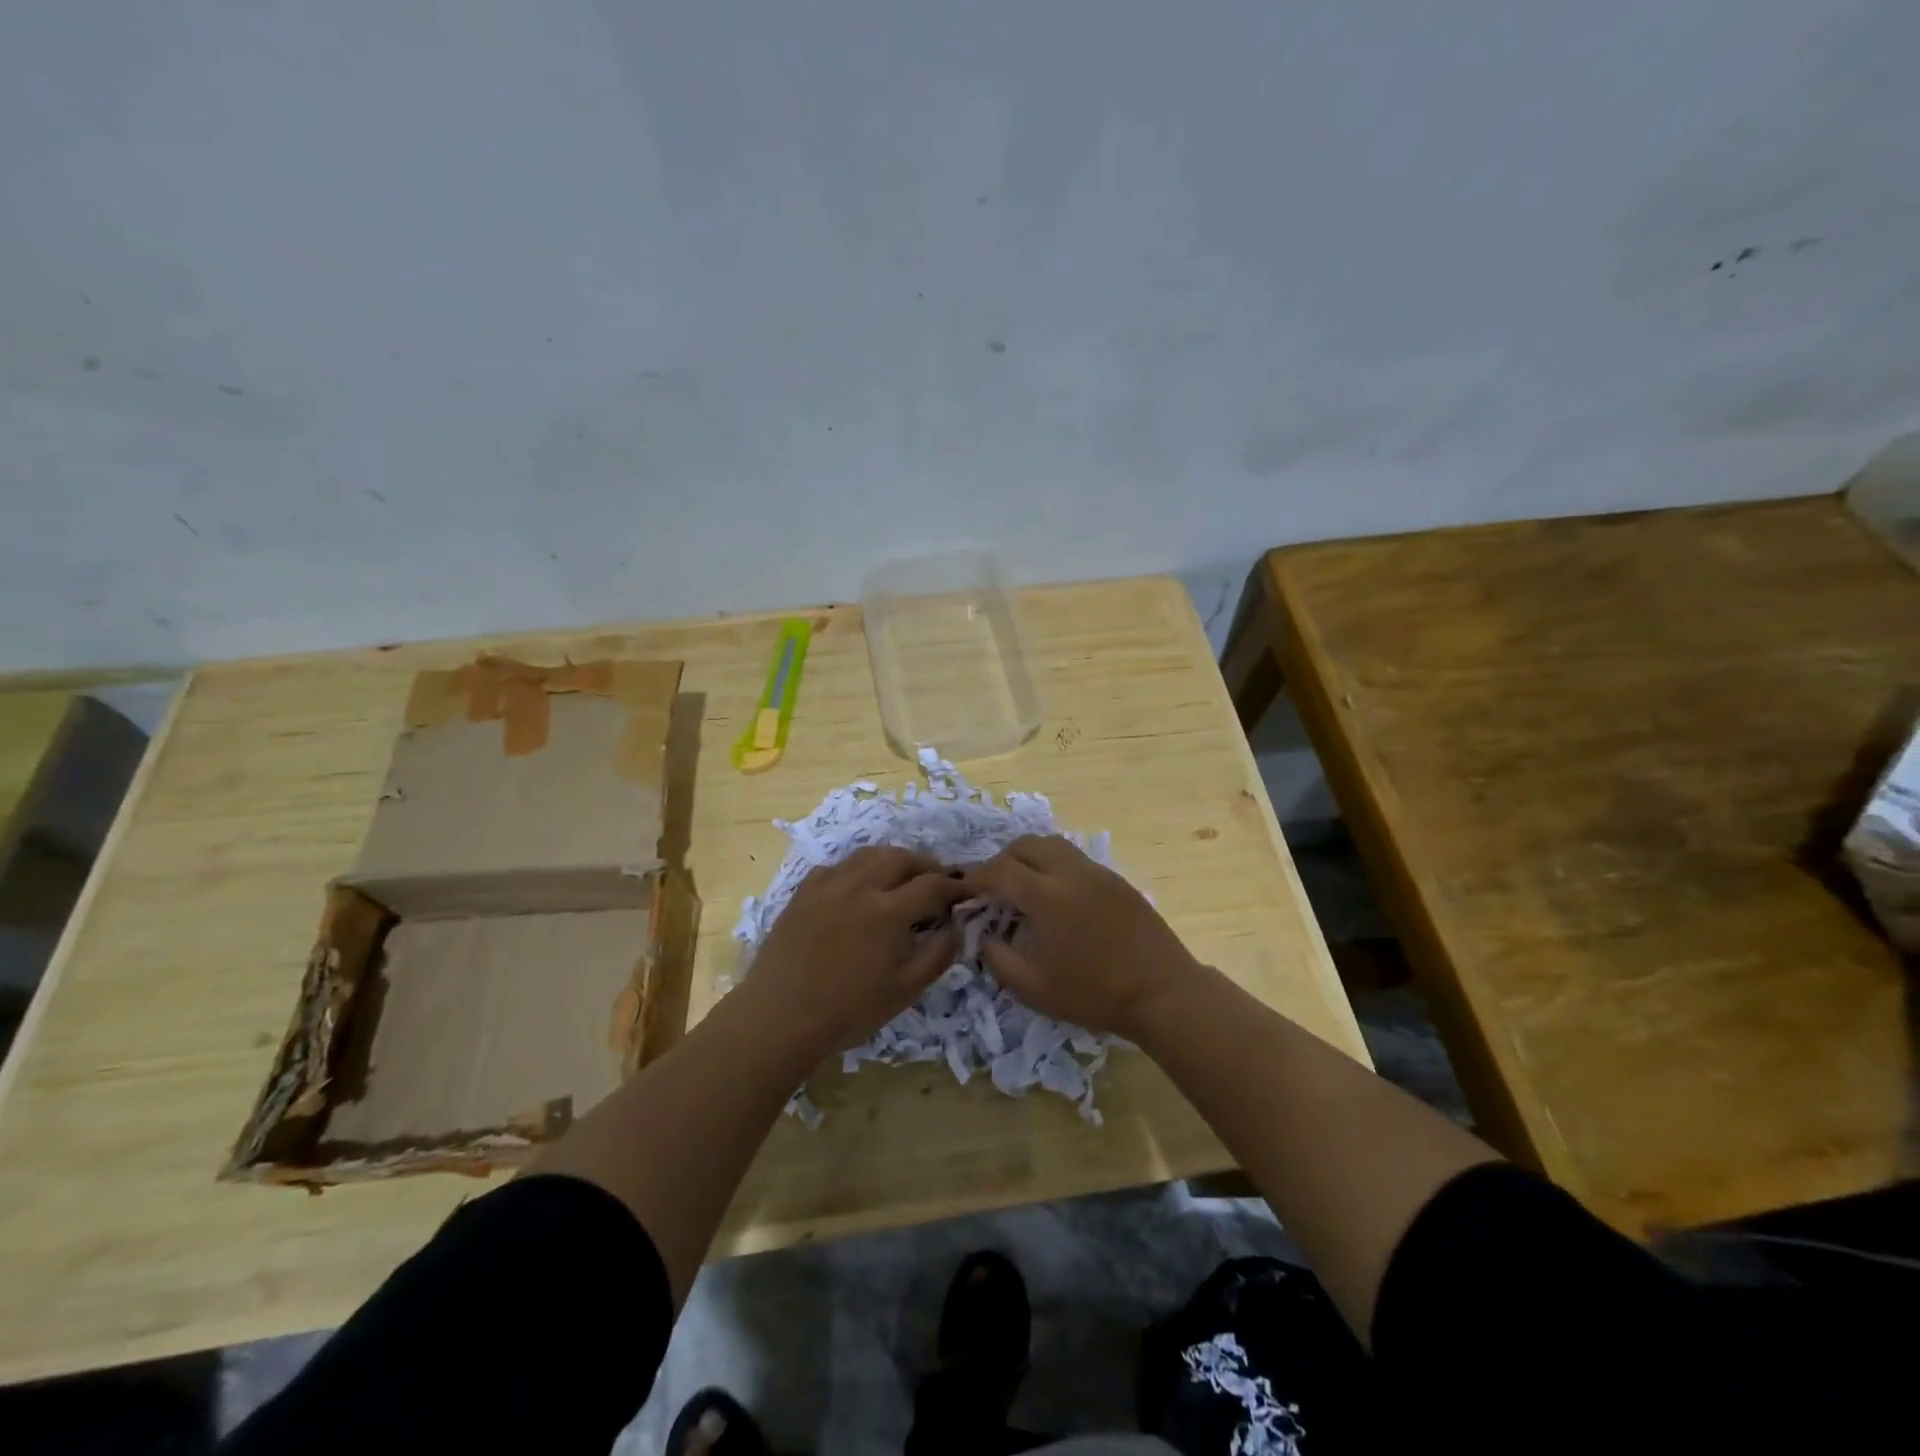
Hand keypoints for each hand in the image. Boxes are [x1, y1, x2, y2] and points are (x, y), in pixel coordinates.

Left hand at [745, 846, 967, 1062]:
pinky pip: (838, 866)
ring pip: (869, 854)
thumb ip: (937, 954)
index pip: (933, 884)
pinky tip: (858, 886)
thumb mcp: (905, 991)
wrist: (779, 1017)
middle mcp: (860, 886)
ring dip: (893, 860)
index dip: (956, 885)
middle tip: (938, 879)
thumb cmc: (848, 1010)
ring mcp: (828, 885)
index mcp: (888, 911)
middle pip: (901, 858)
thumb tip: (956, 926)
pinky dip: (858, 868)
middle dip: (926, 864)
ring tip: (902, 876)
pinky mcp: (804, 892)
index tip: (968, 891)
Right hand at [963, 836, 1201, 1039]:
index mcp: (1047, 896)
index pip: (1000, 870)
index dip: (977, 877)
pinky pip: (1076, 859)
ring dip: (1031, 858)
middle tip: (993, 887)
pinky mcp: (1117, 880)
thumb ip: (1000, 960)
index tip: (965, 889)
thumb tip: (985, 938)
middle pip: (1026, 845)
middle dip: (1002, 860)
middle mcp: (1071, 872)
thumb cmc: (1094, 994)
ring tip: (1024, 887)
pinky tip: (1058, 897)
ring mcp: (1098, 872)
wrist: (1162, 993)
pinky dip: (1056, 866)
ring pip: (1053, 845)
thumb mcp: (1035, 989)